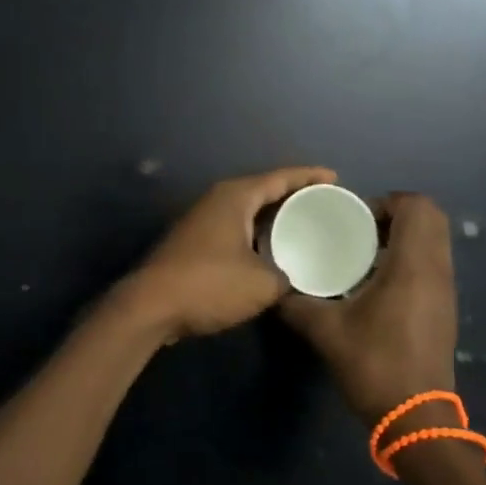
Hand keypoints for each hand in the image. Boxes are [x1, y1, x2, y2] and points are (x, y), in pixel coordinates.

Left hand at [124, 166, 335, 341]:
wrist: (150, 307)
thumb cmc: (209, 285)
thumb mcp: (263, 284)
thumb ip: (287, 277)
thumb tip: (290, 279)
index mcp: (236, 196)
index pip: (281, 177)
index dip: (310, 177)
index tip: (335, 179)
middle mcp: (217, 200)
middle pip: (263, 190)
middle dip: (293, 196)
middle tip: (324, 204)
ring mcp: (201, 220)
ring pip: (247, 211)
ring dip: (272, 217)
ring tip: (303, 226)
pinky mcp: (193, 242)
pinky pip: (235, 228)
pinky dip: (255, 234)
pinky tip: (269, 251)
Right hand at [281, 192, 458, 423]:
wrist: (415, 418)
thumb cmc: (374, 365)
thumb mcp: (326, 332)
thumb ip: (296, 305)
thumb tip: (273, 289)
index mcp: (413, 266)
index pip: (417, 207)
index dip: (387, 202)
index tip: (357, 219)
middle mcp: (436, 271)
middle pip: (432, 219)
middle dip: (397, 215)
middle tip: (361, 231)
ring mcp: (445, 291)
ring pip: (435, 242)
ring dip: (404, 237)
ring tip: (365, 254)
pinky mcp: (444, 309)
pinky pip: (433, 264)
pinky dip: (410, 259)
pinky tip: (377, 283)